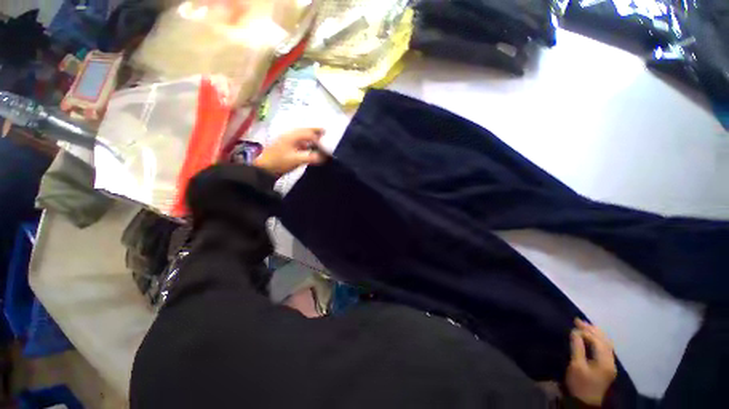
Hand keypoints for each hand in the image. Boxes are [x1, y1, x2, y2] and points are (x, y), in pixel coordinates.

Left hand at [253, 128, 327, 175]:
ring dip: (311, 136)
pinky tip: (311, 146)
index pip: (310, 133)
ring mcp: (288, 139)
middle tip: (326, 132)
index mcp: (293, 135)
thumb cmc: (280, 162)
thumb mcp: (297, 160)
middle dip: (316, 131)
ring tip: (320, 138)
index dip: (319, 137)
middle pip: (305, 130)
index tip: (328, 143)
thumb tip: (325, 157)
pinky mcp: (287, 145)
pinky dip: (307, 141)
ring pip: (302, 135)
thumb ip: (312, 157)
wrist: (264, 167)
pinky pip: (299, 140)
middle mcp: (290, 134)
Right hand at [566, 319, 616, 406]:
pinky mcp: (607, 366)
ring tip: (584, 325)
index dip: (585, 331)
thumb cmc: (579, 383)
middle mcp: (611, 361)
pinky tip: (591, 336)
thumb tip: (575, 331)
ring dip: (595, 333)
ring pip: (606, 343)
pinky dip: (598, 339)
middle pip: (604, 340)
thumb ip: (577, 347)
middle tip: (578, 319)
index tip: (573, 324)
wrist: (585, 402)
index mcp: (605, 361)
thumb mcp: (576, 365)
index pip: (597, 340)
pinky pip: (605, 348)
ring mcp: (610, 364)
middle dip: (592, 329)